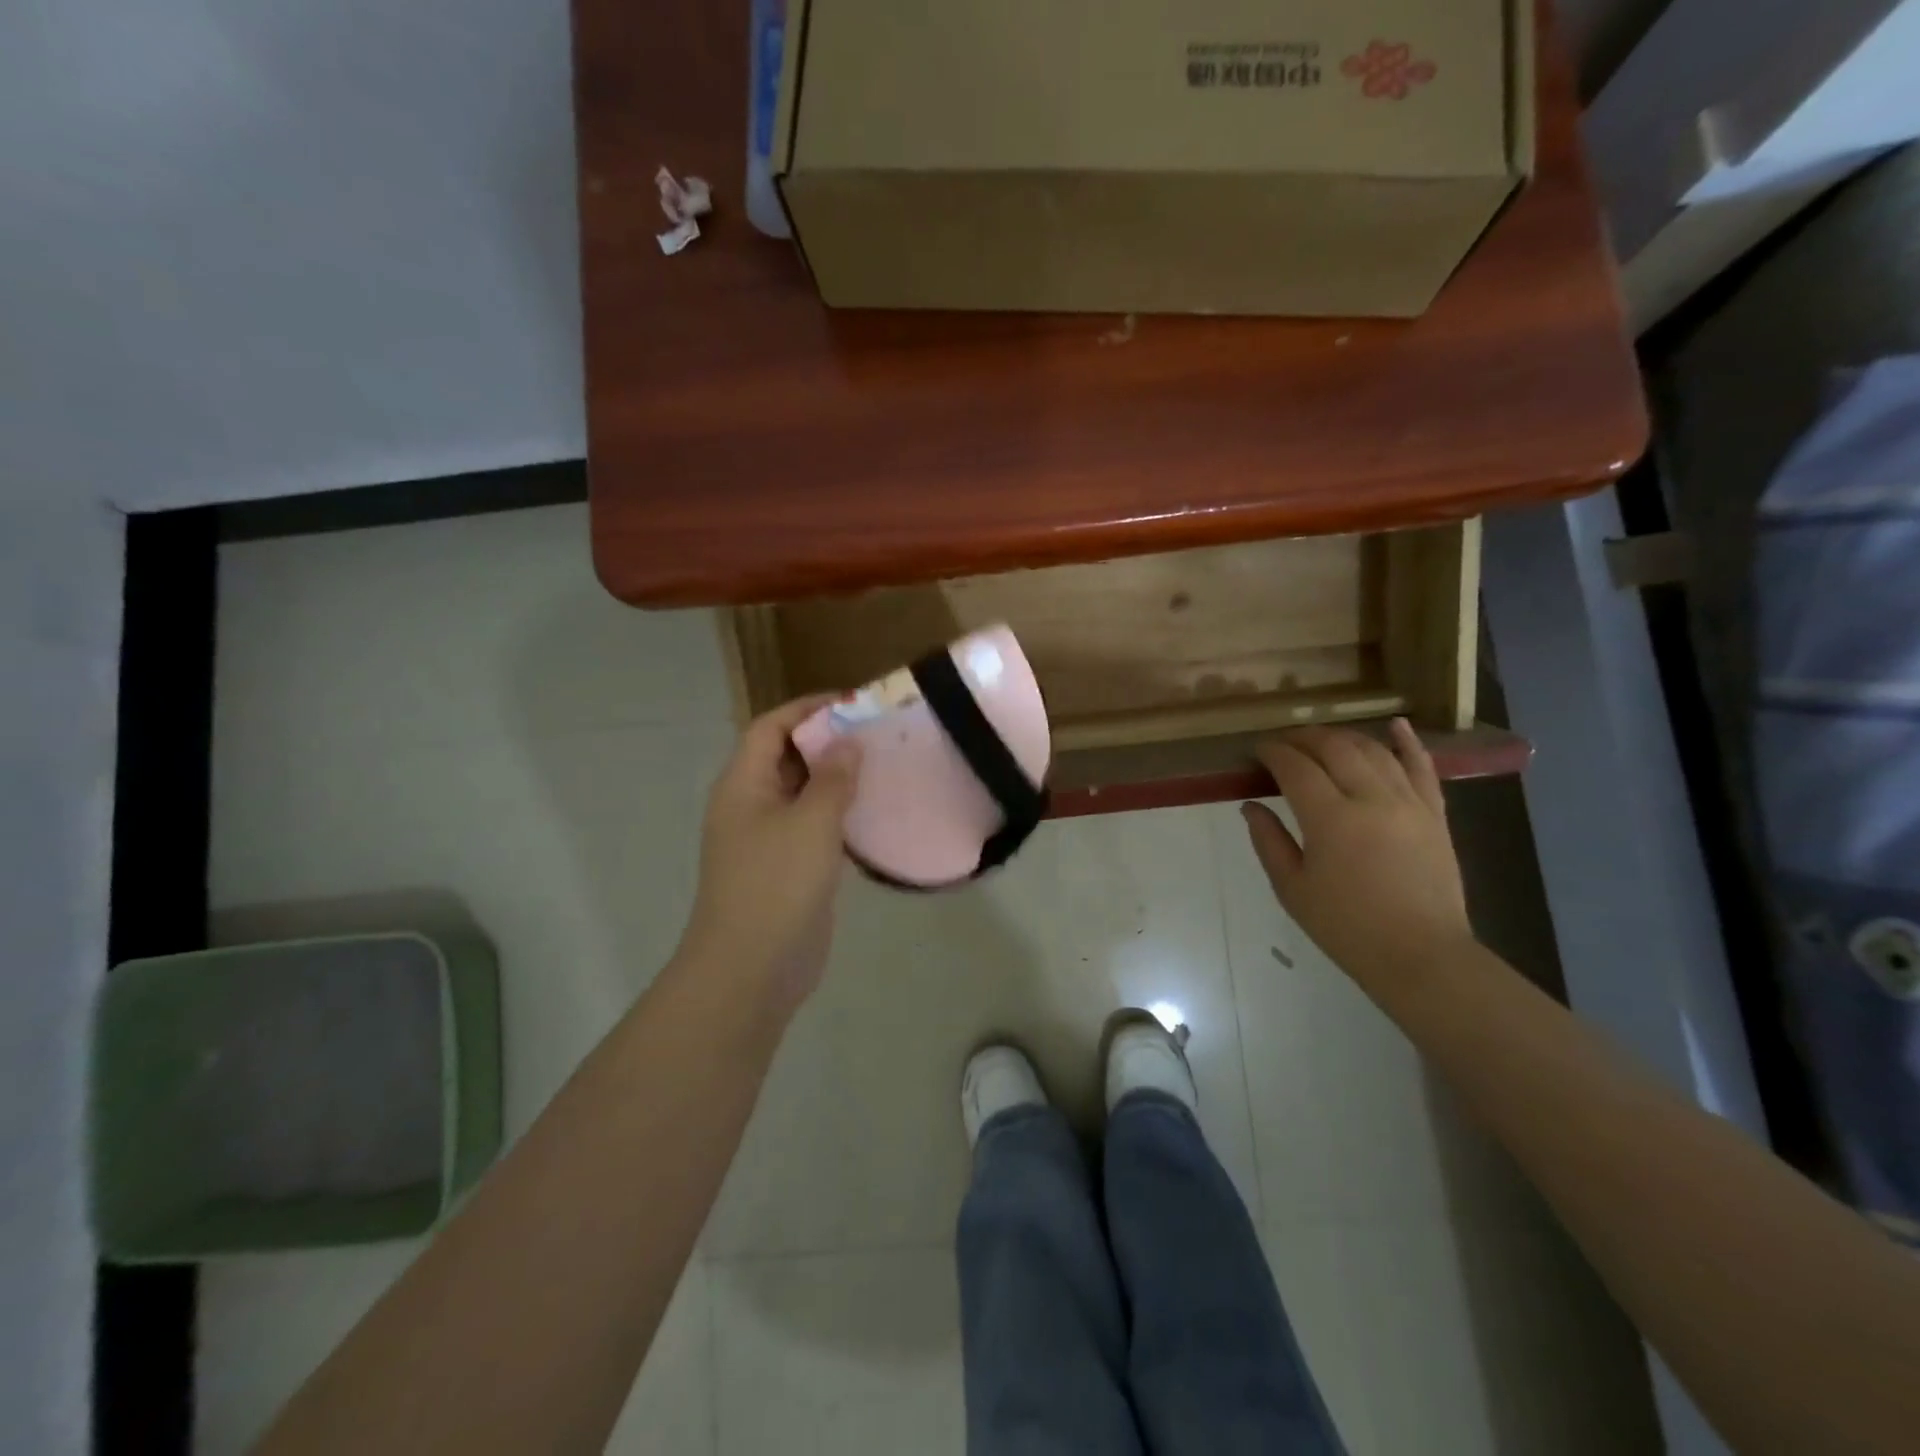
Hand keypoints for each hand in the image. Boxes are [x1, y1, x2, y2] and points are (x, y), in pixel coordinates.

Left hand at [677, 696, 861, 1018]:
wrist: (752, 968)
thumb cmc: (776, 884)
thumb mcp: (810, 823)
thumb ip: (832, 778)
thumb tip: (848, 742)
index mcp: (743, 784)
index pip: (770, 728)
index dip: (807, 709)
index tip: (852, 703)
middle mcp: (751, 804)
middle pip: (786, 757)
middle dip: (827, 741)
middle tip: (876, 733)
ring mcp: (768, 838)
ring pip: (802, 793)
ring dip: (836, 778)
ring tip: (881, 765)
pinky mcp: (788, 867)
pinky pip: (813, 826)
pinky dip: (838, 813)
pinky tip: (872, 812)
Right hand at [1241, 720, 1473, 983]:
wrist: (1421, 955)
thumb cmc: (1346, 927)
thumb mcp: (1292, 889)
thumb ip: (1269, 841)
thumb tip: (1250, 805)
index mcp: (1330, 819)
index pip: (1296, 768)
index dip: (1274, 753)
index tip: (1258, 750)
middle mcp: (1371, 799)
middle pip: (1334, 748)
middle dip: (1304, 738)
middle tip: (1284, 743)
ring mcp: (1408, 803)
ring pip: (1374, 751)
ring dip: (1343, 738)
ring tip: (1322, 739)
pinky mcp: (1435, 814)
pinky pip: (1422, 767)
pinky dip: (1408, 743)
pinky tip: (1394, 725)